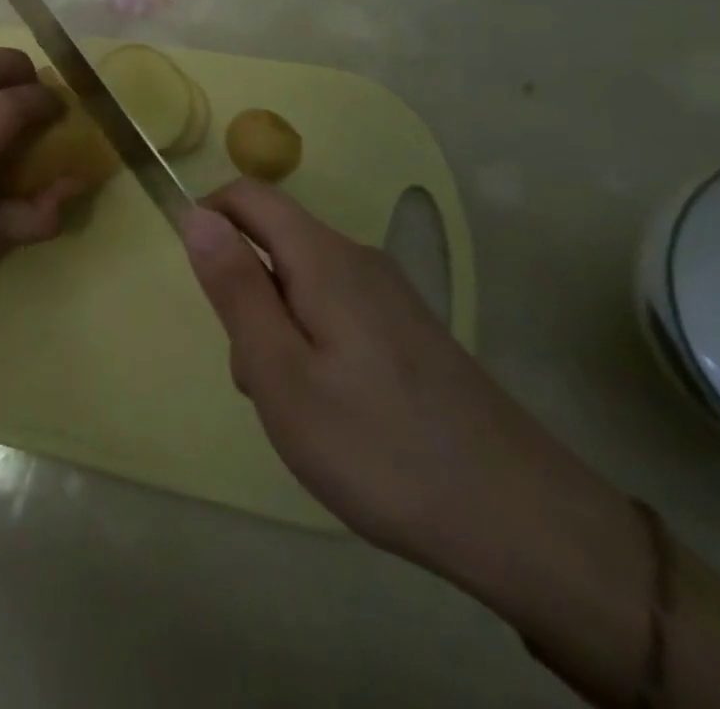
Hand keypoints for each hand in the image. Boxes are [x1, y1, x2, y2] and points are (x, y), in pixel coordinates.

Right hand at [179, 182, 643, 620]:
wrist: (525, 524)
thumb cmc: (379, 447)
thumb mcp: (281, 373)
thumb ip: (235, 288)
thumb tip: (195, 215)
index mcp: (324, 258)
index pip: (249, 196)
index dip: (208, 216)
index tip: (197, 280)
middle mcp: (358, 260)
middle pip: (273, 242)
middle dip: (243, 293)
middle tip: (254, 373)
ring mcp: (389, 295)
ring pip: (301, 283)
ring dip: (275, 327)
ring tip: (295, 407)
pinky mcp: (407, 330)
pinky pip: (334, 311)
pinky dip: (310, 344)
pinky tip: (334, 412)